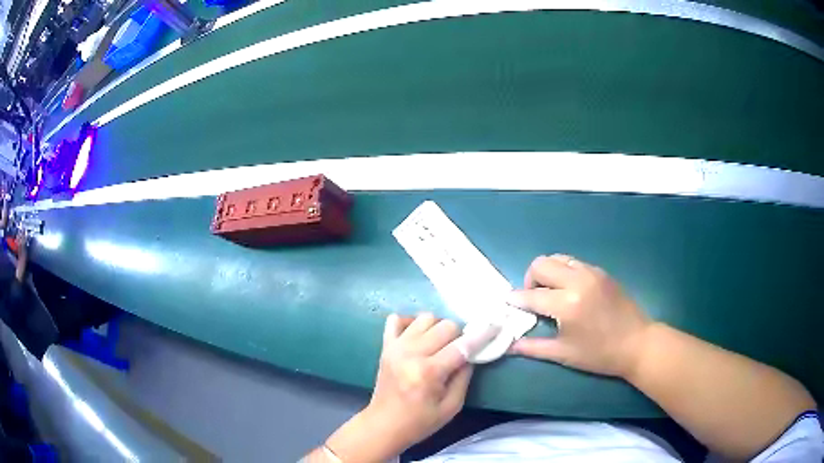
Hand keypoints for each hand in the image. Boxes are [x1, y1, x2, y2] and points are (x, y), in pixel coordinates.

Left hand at [324, 313, 497, 461]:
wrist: (384, 425)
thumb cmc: (420, 422)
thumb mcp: (451, 407)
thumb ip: (464, 377)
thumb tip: (472, 354)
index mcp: (428, 372)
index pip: (462, 346)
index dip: (482, 334)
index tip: (495, 325)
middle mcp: (411, 353)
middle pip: (445, 325)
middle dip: (459, 334)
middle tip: (460, 349)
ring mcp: (395, 347)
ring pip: (425, 318)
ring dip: (438, 327)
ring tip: (440, 344)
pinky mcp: (385, 346)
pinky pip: (397, 319)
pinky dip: (411, 322)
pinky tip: (418, 336)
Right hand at [507, 254, 651, 377]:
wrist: (637, 343)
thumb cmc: (600, 354)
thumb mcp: (564, 354)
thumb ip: (533, 347)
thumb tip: (509, 344)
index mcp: (568, 304)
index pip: (532, 296)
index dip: (516, 300)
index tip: (507, 303)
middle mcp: (578, 281)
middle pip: (541, 264)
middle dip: (530, 279)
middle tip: (533, 299)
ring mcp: (591, 273)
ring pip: (558, 258)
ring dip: (547, 272)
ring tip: (551, 293)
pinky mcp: (601, 272)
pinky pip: (574, 262)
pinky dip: (563, 271)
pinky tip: (568, 291)